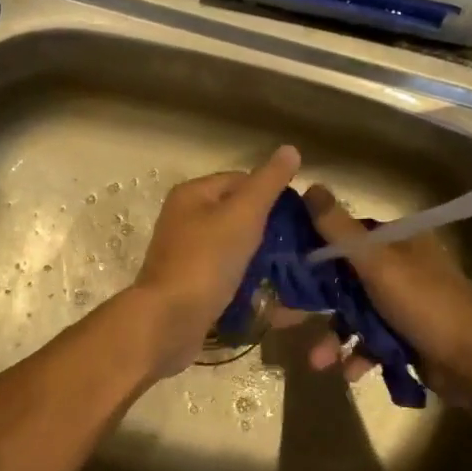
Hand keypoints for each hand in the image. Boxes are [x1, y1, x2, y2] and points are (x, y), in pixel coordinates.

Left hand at [130, 146, 300, 377]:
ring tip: (295, 270)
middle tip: (302, 245)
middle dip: (270, 229)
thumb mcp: (243, 214)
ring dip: (263, 258)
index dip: (271, 193)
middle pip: (237, 215)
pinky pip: (229, 276)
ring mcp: (187, 255)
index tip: (300, 215)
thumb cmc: (206, 260)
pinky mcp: (192, 286)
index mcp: (192, 195)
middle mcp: (185, 220)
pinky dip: (250, 283)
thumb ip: (268, 183)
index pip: (240, 180)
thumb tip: (290, 149)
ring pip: (235, 248)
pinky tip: (275, 295)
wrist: (169, 321)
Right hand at [297, 184, 471, 402]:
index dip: (310, 248)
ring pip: (354, 314)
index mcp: (397, 242)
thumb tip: (310, 185)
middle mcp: (398, 267)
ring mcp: (402, 304)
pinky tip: (350, 372)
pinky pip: (371, 341)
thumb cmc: (426, 305)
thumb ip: (340, 230)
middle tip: (278, 318)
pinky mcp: (405, 337)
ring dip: (333, 337)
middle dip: (312, 302)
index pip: (343, 236)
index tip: (278, 265)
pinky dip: (358, 355)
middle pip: (342, 278)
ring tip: (318, 361)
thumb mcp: (379, 264)